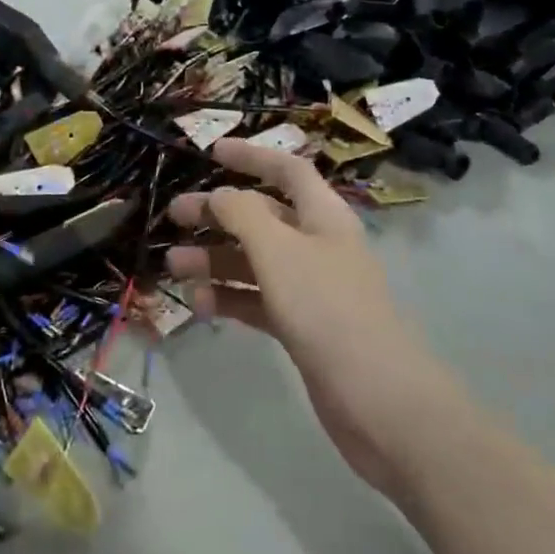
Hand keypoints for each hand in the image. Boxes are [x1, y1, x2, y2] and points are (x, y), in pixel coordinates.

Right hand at [168, 140, 422, 491]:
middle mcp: (318, 245)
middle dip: (219, 212)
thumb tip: (220, 196)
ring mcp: (311, 288)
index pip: (286, 170)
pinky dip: (230, 297)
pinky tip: (200, 305)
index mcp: (323, 216)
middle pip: (263, 216)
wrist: (380, 401)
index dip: (251, 156)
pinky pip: (258, 300)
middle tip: (174, 215)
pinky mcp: (303, 327)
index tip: (212, 152)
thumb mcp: (279, 250)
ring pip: (255, 260)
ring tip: (174, 266)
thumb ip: (243, 214)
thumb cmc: (327, 308)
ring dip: (215, 258)